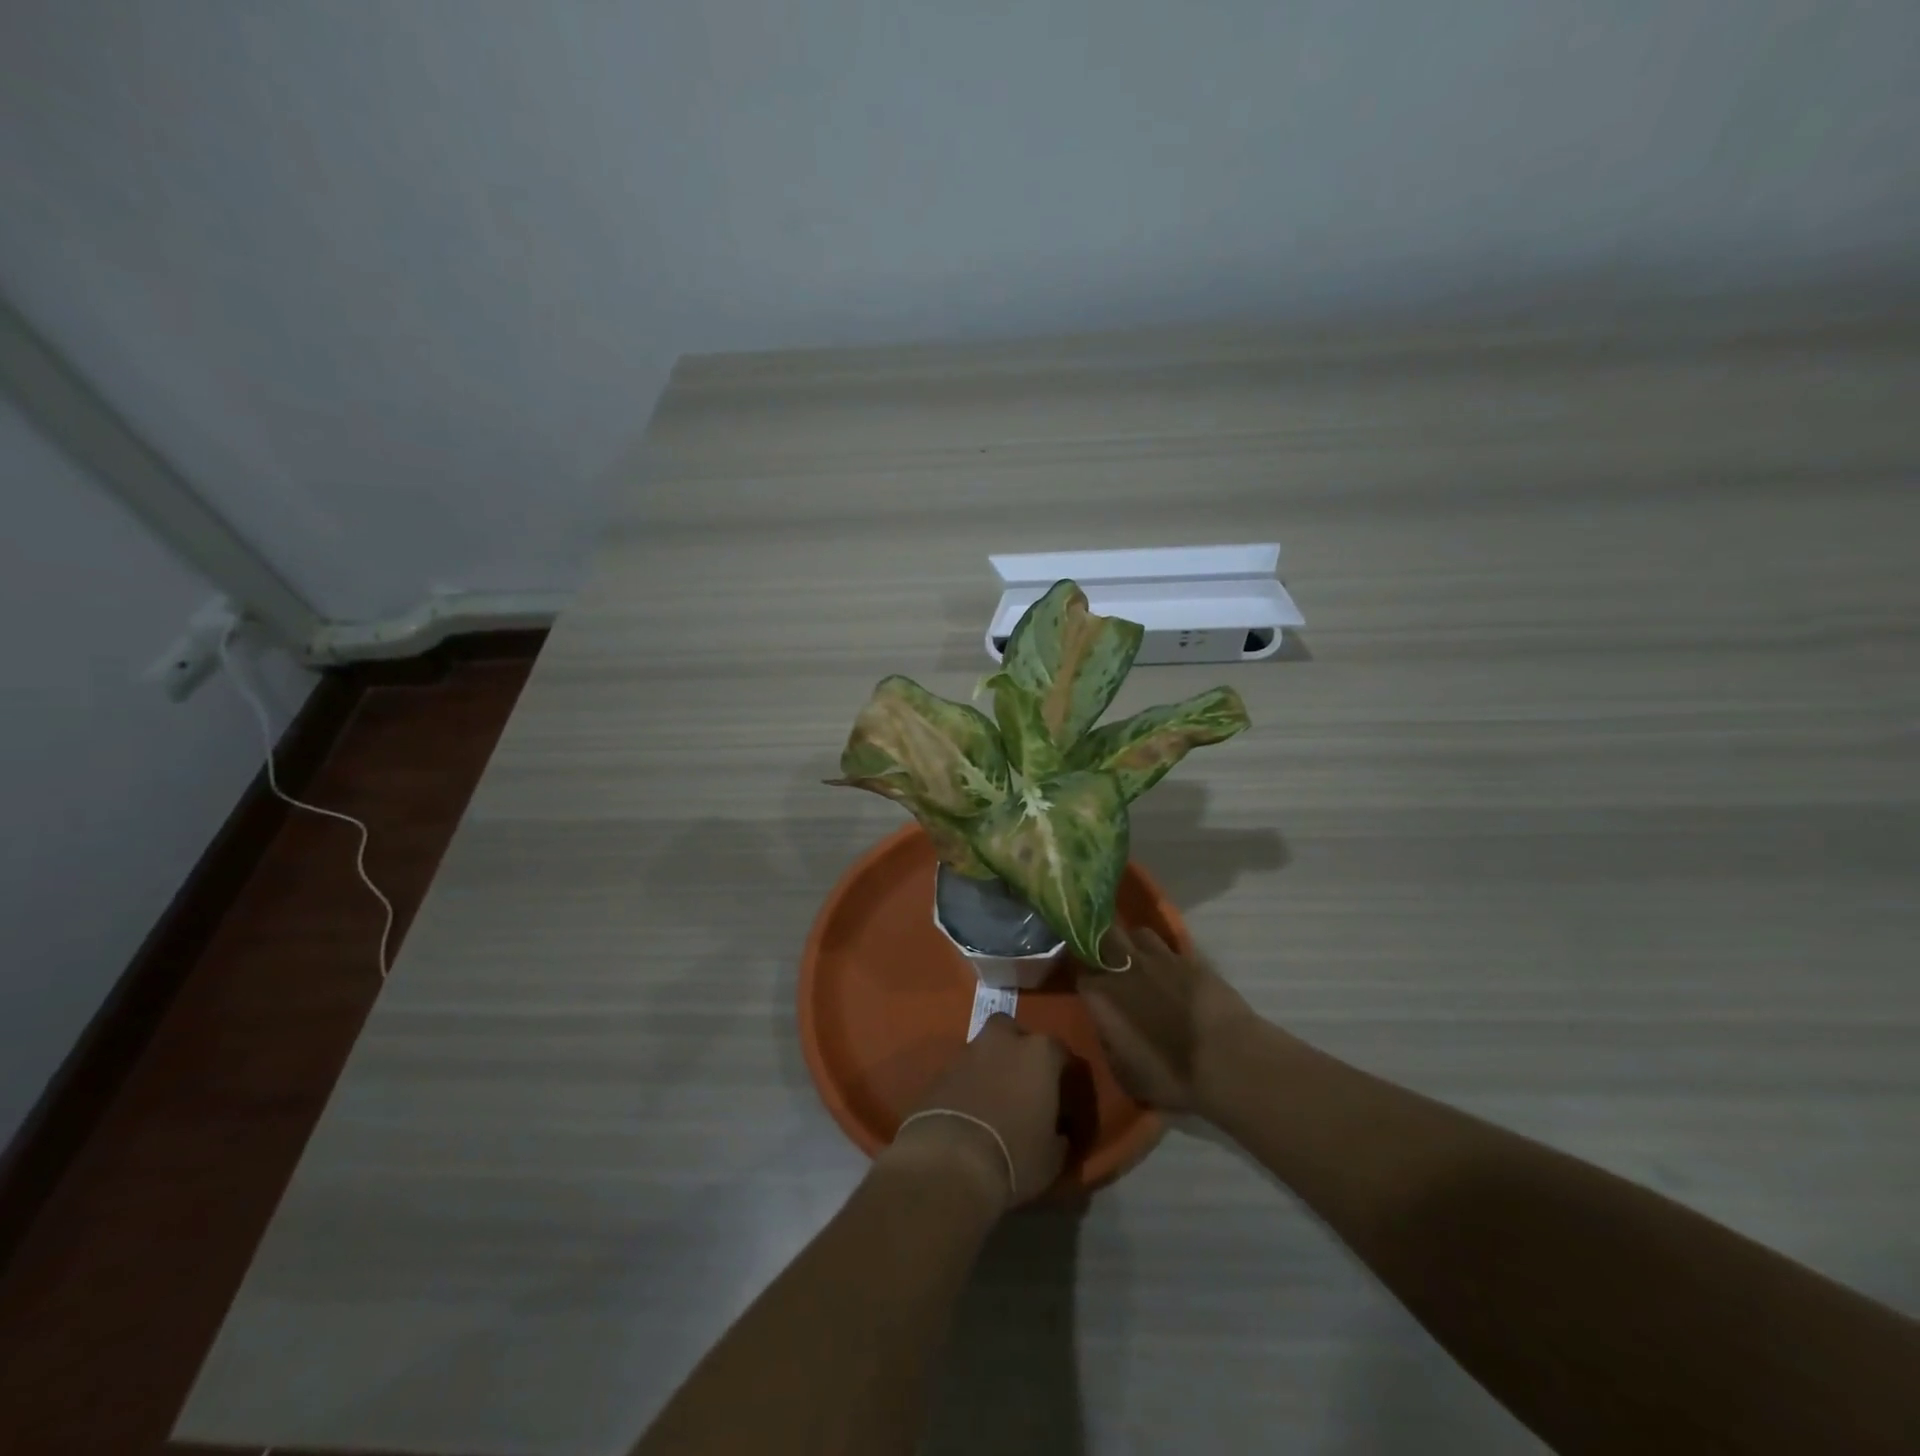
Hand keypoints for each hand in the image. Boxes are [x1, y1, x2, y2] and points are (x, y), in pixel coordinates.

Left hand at [882, 1015, 1068, 1210]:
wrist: (950, 1161)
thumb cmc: (1015, 1155)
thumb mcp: (1052, 1157)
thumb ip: (1058, 1135)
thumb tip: (1058, 1134)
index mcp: (1039, 1053)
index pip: (1059, 1053)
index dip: (1062, 1077)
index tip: (1062, 1102)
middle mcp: (1003, 1041)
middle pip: (1012, 1032)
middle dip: (1018, 1049)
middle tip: (1023, 1083)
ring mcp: (968, 1052)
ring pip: (984, 1050)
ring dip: (990, 1067)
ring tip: (994, 1101)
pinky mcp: (940, 1071)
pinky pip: (962, 1072)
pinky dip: (967, 1085)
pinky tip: (970, 1112)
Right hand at [1080, 924, 1255, 1114]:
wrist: (1226, 1061)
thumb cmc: (1171, 1075)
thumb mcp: (1126, 1074)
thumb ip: (1110, 1043)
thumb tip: (1108, 1029)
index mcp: (1103, 995)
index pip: (1081, 973)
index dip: (1085, 979)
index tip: (1090, 989)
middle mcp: (1126, 968)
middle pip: (1104, 936)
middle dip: (1103, 943)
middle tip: (1109, 960)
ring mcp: (1160, 959)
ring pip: (1139, 933)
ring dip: (1136, 944)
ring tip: (1143, 961)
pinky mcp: (1191, 959)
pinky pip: (1170, 948)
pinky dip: (1167, 956)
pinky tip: (1173, 972)